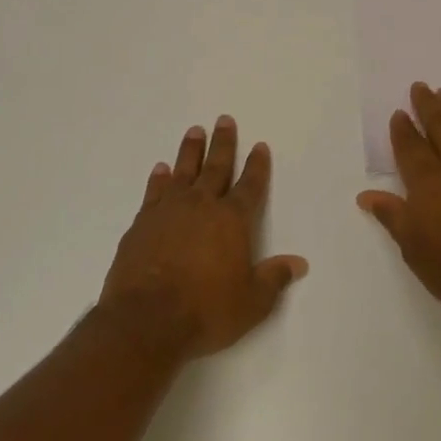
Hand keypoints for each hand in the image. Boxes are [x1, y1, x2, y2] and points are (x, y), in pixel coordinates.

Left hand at [100, 116, 308, 360]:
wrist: (146, 320)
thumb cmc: (205, 311)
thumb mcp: (251, 302)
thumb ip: (273, 278)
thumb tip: (298, 263)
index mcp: (232, 221)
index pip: (250, 186)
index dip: (257, 166)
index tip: (259, 146)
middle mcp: (201, 206)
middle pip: (216, 167)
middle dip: (223, 144)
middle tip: (224, 120)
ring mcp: (168, 211)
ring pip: (183, 171)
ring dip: (190, 150)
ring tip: (195, 131)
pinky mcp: (142, 223)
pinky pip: (154, 191)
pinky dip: (159, 178)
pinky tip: (161, 169)